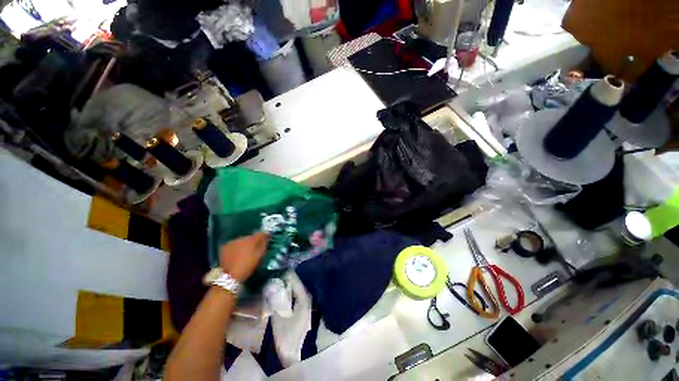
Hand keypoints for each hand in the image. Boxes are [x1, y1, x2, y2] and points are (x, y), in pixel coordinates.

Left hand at [220, 232, 268, 281]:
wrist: (230, 276)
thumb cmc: (248, 266)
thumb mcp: (260, 256)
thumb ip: (264, 245)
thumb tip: (266, 238)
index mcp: (252, 240)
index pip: (261, 234)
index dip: (265, 236)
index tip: (267, 238)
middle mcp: (242, 238)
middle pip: (250, 237)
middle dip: (253, 240)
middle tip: (255, 247)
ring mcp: (232, 242)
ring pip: (241, 240)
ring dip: (244, 244)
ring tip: (245, 251)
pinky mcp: (225, 246)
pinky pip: (233, 244)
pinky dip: (236, 247)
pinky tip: (236, 253)